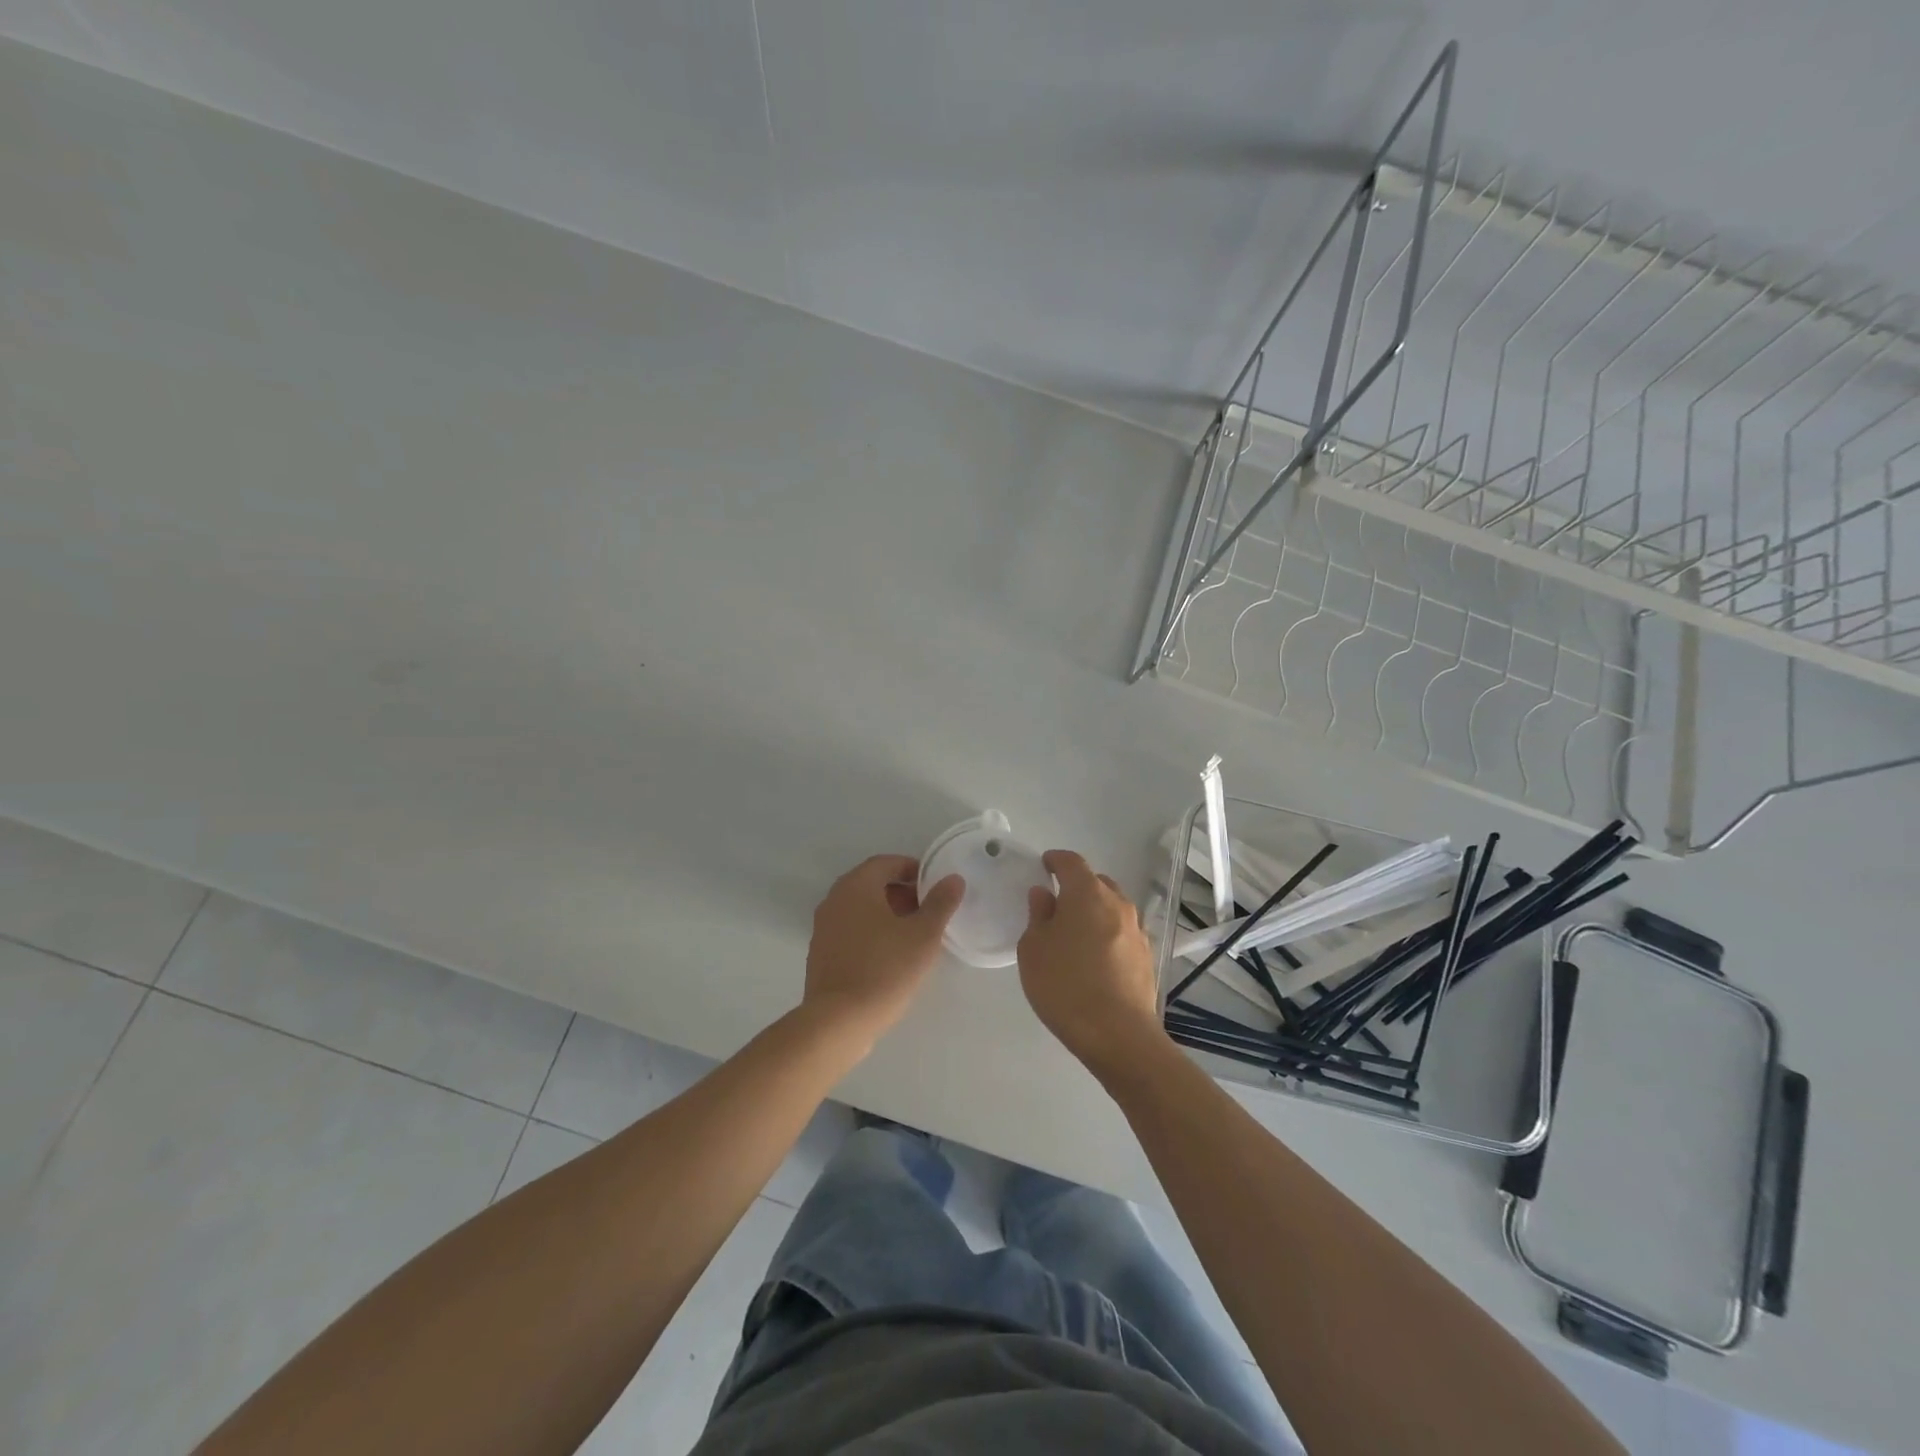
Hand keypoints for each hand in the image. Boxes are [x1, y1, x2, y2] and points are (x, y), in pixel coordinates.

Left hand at [803, 854, 963, 1045]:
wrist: (838, 1021)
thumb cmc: (884, 969)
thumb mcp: (923, 935)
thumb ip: (940, 903)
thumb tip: (953, 879)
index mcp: (856, 886)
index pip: (885, 863)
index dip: (912, 869)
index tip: (933, 885)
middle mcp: (834, 900)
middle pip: (871, 884)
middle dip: (901, 893)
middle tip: (928, 910)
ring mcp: (823, 928)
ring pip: (860, 909)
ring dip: (887, 914)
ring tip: (914, 935)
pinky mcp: (821, 954)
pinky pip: (850, 930)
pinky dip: (872, 932)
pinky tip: (891, 956)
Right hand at [1017, 850, 1165, 1080]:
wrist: (1118, 1035)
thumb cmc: (1065, 985)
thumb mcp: (1033, 948)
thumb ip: (1038, 915)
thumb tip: (1044, 894)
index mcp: (1087, 893)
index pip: (1071, 862)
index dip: (1056, 860)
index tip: (1044, 864)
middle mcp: (1117, 904)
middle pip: (1096, 882)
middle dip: (1076, 886)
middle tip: (1056, 904)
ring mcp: (1137, 930)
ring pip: (1112, 908)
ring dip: (1094, 912)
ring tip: (1075, 934)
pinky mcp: (1146, 957)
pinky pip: (1122, 933)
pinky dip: (1107, 935)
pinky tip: (1094, 958)